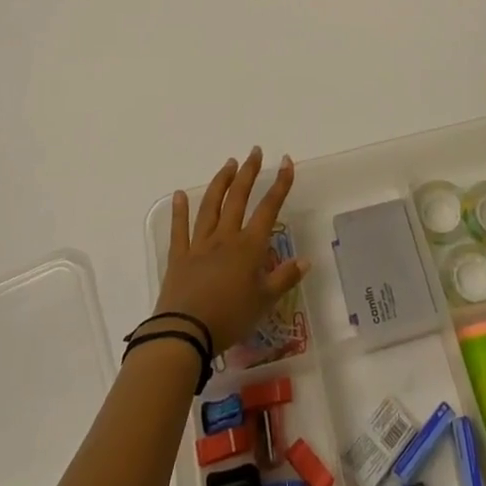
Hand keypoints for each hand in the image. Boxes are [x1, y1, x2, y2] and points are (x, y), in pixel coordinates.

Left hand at [155, 148, 308, 355]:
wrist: (185, 333)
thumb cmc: (230, 317)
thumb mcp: (265, 302)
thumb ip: (284, 278)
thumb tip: (306, 260)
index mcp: (249, 246)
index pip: (269, 208)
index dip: (280, 184)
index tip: (286, 161)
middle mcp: (225, 237)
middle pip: (238, 198)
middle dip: (249, 173)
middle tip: (255, 152)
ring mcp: (200, 244)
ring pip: (211, 206)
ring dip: (221, 182)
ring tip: (229, 164)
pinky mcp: (179, 257)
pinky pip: (179, 229)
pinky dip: (179, 210)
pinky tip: (180, 194)